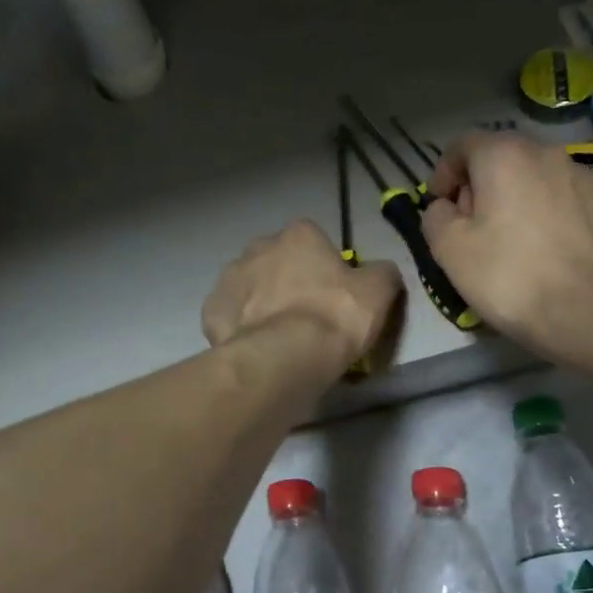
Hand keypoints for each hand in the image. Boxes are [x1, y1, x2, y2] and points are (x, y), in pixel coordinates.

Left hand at [203, 220, 403, 376]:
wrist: (284, 357)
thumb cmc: (335, 316)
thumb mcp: (378, 292)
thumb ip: (382, 273)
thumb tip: (380, 271)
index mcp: (299, 235)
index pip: (313, 240)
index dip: (324, 266)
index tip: (332, 294)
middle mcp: (259, 247)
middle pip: (277, 260)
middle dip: (287, 280)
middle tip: (305, 316)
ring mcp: (229, 278)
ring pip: (249, 286)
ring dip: (261, 303)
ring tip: (278, 337)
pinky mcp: (211, 311)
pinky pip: (229, 316)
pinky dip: (240, 328)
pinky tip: (255, 347)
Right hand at [423, 133, 592, 353]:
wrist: (590, 311)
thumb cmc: (509, 276)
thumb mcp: (449, 250)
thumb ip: (436, 217)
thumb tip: (445, 208)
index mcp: (503, 156)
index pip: (463, 145)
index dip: (444, 172)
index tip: (440, 205)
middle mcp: (548, 154)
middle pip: (504, 159)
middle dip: (483, 186)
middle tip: (474, 226)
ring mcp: (586, 178)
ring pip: (540, 179)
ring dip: (521, 199)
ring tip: (516, 241)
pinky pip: (570, 202)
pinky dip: (555, 216)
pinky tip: (552, 251)